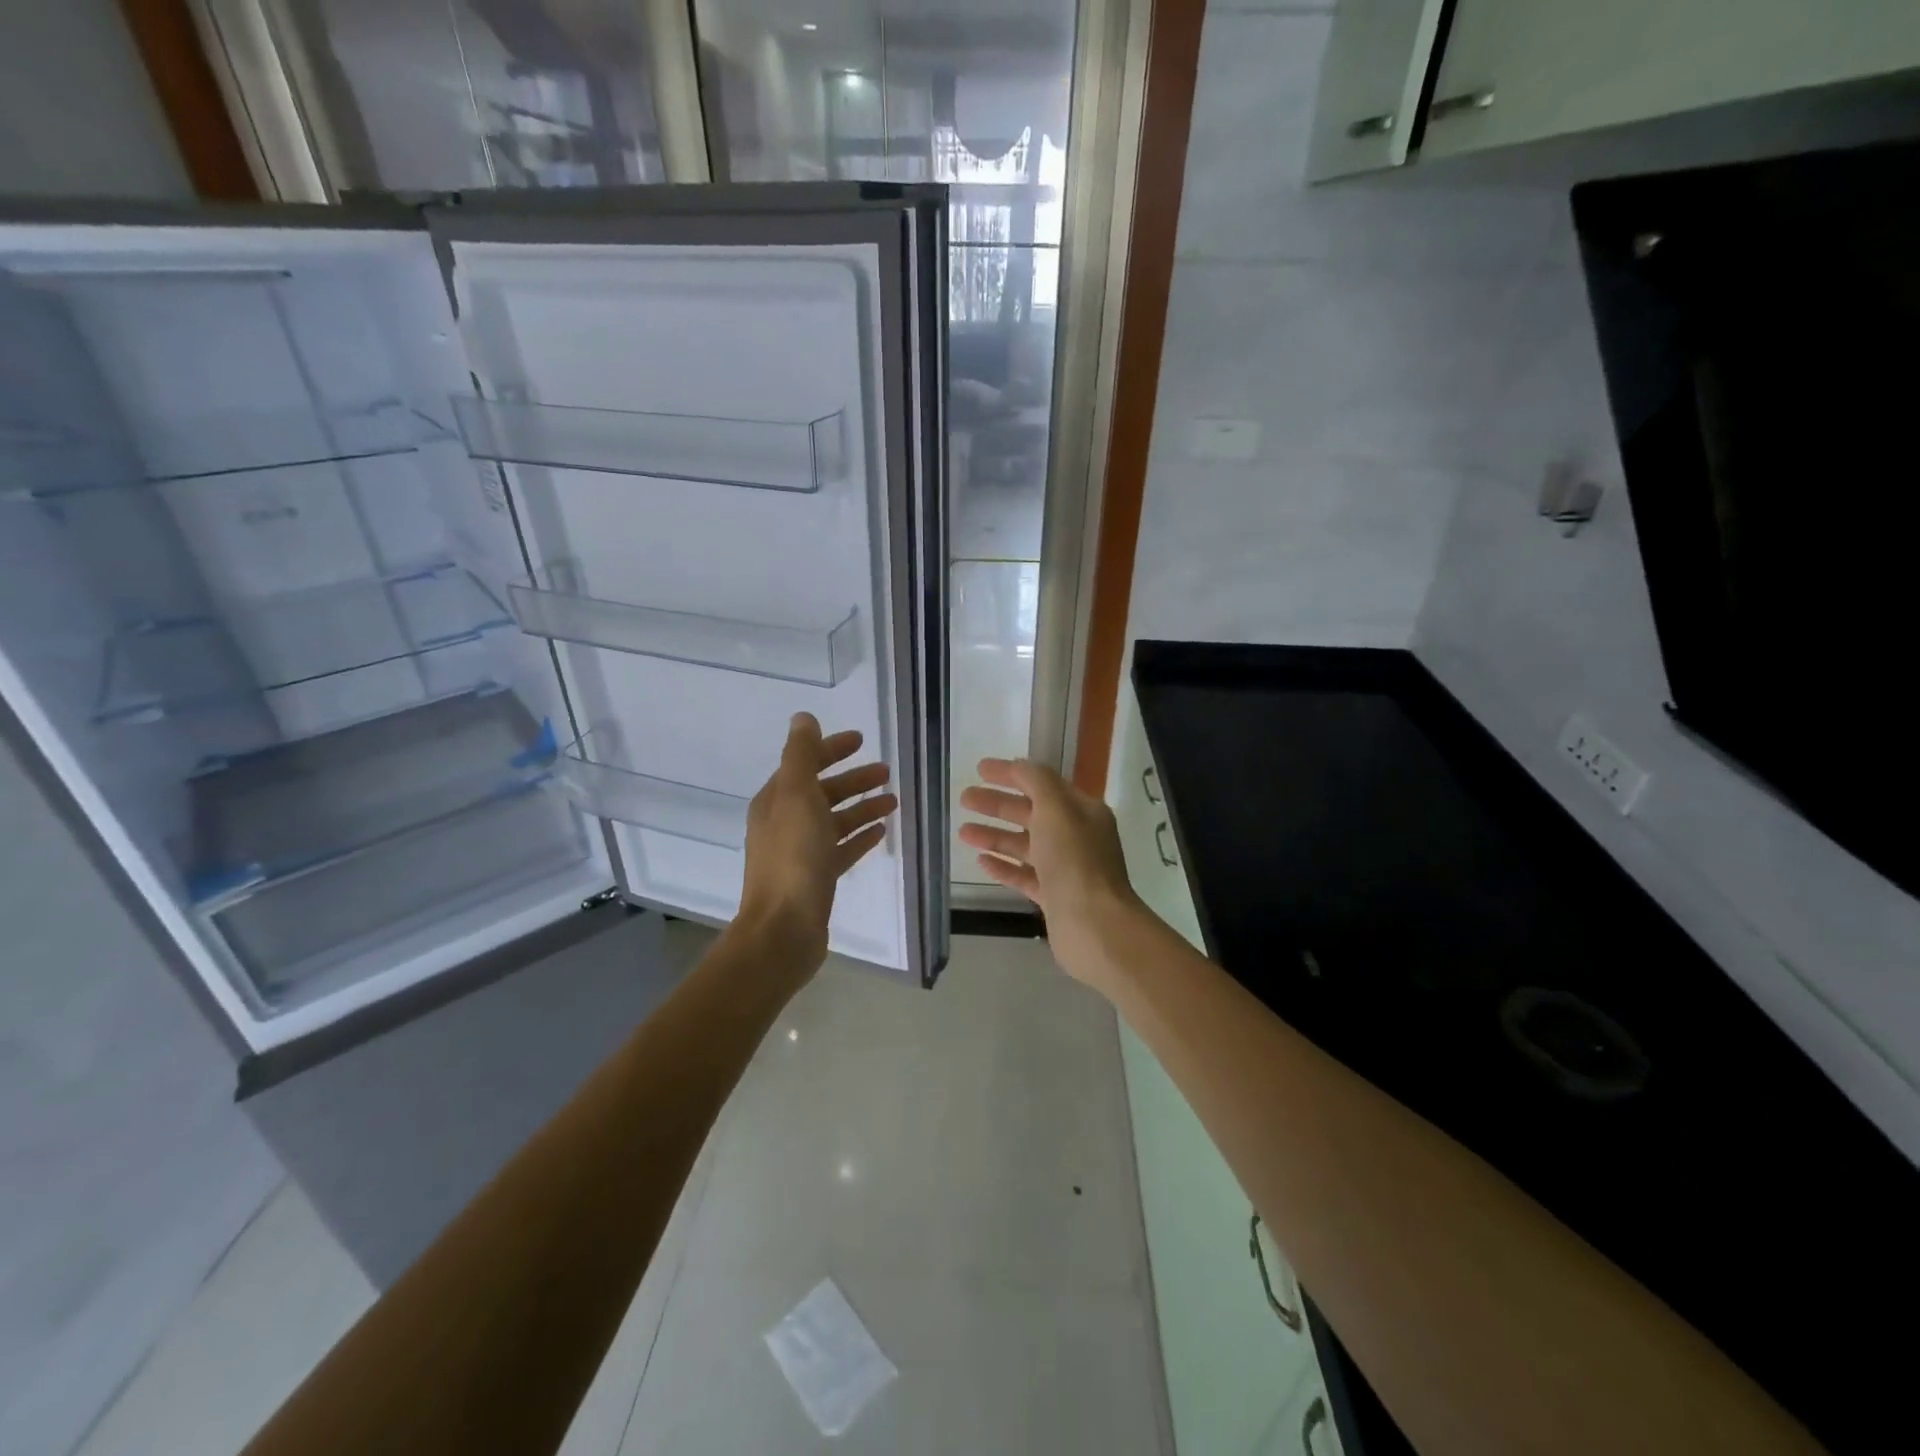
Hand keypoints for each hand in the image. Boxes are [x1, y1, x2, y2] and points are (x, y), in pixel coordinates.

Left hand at [738, 713, 896, 970]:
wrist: (783, 929)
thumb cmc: (793, 858)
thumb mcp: (797, 797)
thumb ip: (801, 755)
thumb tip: (803, 718)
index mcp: (776, 800)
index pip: (805, 764)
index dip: (831, 749)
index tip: (861, 740)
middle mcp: (785, 823)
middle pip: (823, 792)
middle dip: (853, 779)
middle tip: (886, 772)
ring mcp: (801, 853)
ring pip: (835, 821)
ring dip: (862, 807)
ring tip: (893, 801)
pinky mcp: (816, 878)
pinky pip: (841, 849)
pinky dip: (859, 837)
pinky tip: (881, 832)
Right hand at [958, 757, 1143, 986]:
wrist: (1094, 926)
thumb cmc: (1074, 860)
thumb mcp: (1055, 809)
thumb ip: (1036, 781)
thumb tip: (1019, 765)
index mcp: (1082, 811)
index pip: (1042, 783)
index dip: (1011, 774)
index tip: (980, 769)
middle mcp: (1076, 836)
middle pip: (1031, 813)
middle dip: (997, 804)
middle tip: (964, 798)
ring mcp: (1066, 869)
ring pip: (1025, 845)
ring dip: (995, 835)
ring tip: (962, 832)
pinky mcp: (1054, 897)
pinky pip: (1025, 875)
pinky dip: (1004, 866)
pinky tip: (981, 860)